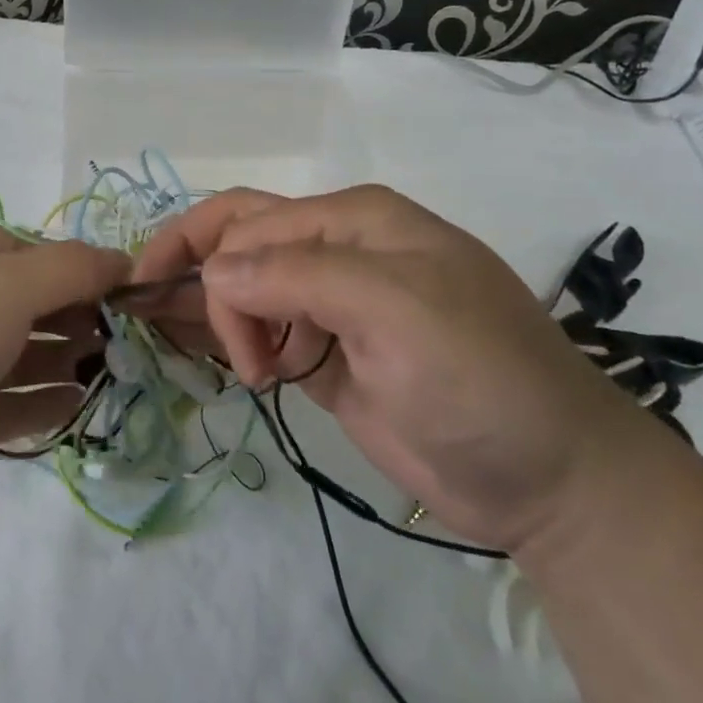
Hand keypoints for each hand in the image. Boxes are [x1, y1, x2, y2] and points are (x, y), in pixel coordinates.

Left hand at [0, 223, 128, 534]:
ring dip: (63, 360)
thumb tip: (126, 260)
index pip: (23, 248)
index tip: (122, 291)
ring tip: (110, 371)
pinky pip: (4, 401)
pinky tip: (76, 404)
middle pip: (23, 300)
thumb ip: (73, 267)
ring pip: (16, 353)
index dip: (73, 266)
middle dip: (73, 316)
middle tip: (123, 336)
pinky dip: (40, 401)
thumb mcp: (7, 284)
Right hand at [132, 186, 654, 555]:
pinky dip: (231, 341)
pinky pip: (264, 334)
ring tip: (194, 353)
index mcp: (353, 220)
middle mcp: (338, 252)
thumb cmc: (481, 377)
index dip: (203, 260)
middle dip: (194, 274)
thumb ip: (299, 277)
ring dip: (209, 312)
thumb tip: (215, 271)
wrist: (552, 481)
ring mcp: (332, 306)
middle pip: (241, 244)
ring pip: (245, 289)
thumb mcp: (396, 310)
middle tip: (151, 319)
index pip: (253, 223)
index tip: (183, 319)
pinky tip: (212, 359)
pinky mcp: (328, 357)